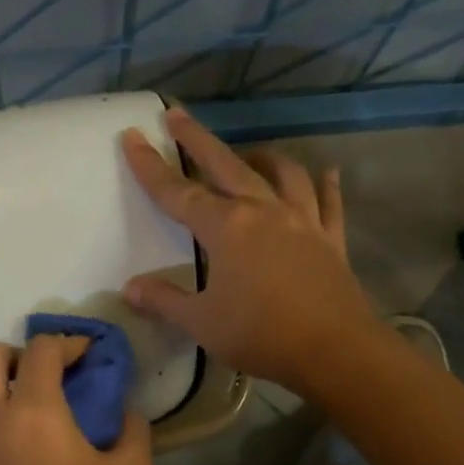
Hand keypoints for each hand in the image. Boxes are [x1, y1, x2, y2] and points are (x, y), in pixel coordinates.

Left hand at [0, 335, 152, 464]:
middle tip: (51, 373)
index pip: (43, 351)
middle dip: (18, 352)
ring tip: (43, 411)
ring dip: (5, 387)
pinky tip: (30, 448)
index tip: (90, 353)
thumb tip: (123, 411)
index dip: (69, 342)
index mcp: (34, 412)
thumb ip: (131, 430)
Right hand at [121, 106, 380, 394]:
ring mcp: (302, 221)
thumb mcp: (201, 322)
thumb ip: (164, 300)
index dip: (150, 166)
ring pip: (282, 174)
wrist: (334, 350)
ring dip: (261, 157)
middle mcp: (263, 211)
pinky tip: (327, 172)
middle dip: (197, 139)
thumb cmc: (260, 333)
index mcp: (227, 228)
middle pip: (226, 165)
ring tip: (249, 152)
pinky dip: (326, 184)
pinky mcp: (331, 239)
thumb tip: (130, 288)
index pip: (178, 192)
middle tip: (177, 114)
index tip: (133, 136)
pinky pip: (329, 202)